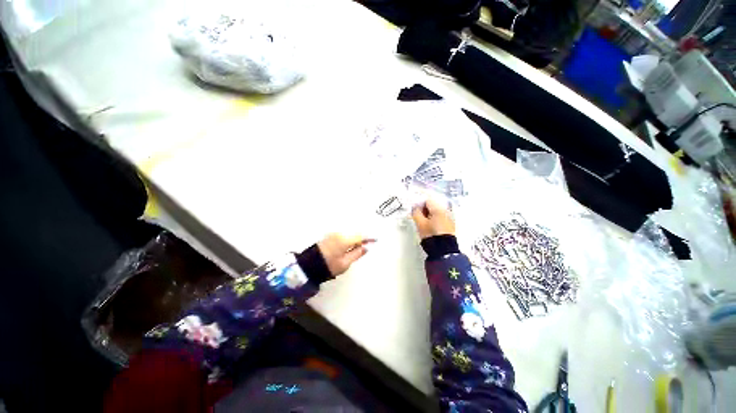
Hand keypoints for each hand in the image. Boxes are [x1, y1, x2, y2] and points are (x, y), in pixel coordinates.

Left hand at [317, 234, 373, 276]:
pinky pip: (343, 234)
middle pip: (355, 233)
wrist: (309, 266)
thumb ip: (357, 254)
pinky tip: (351, 243)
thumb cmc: (328, 266)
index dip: (369, 238)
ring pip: (349, 233)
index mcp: (344, 240)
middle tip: (368, 244)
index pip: (360, 236)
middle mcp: (339, 233)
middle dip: (362, 237)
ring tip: (360, 245)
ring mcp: (334, 234)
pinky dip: (349, 237)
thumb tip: (365, 248)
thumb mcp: (345, 263)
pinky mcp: (330, 235)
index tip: (375, 240)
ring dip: (355, 237)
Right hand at [411, 199, 455, 239]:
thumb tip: (415, 208)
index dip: (419, 204)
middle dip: (424, 209)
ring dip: (429, 215)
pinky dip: (434, 219)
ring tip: (423, 223)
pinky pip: (440, 218)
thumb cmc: (431, 235)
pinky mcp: (450, 225)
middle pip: (433, 205)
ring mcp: (449, 218)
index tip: (414, 210)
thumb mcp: (420, 223)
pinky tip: (430, 227)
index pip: (427, 200)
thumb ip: (416, 213)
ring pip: (436, 212)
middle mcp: (446, 211)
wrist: (443, 250)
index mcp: (438, 209)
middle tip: (418, 217)